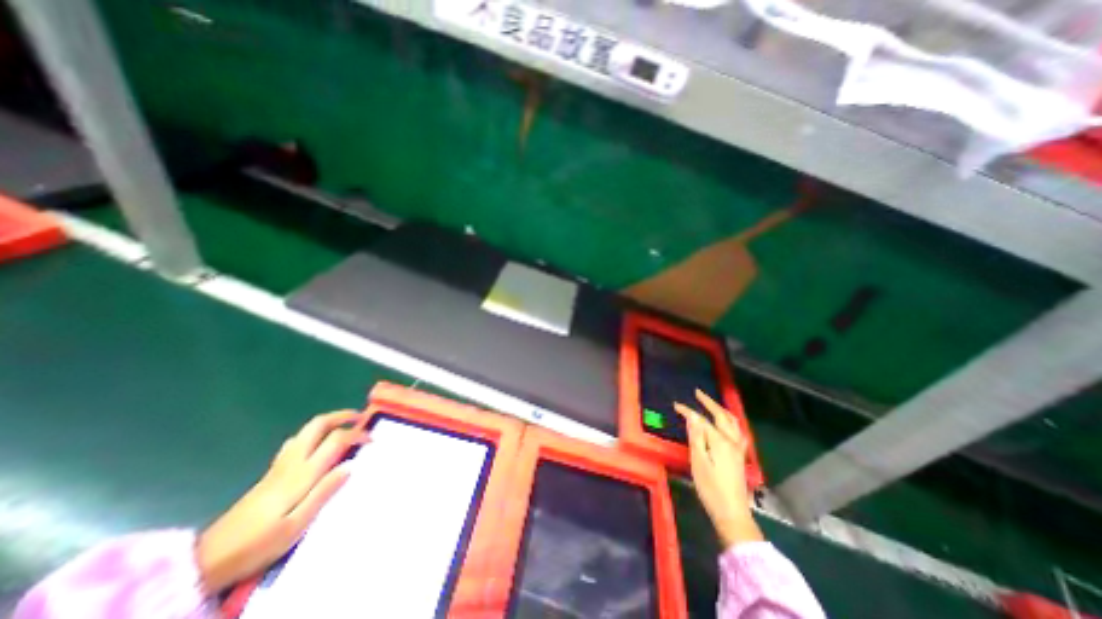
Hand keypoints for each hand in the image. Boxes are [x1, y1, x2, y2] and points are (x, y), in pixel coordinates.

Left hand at [196, 410, 366, 591]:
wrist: (206, 560)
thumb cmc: (258, 544)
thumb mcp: (296, 525)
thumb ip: (324, 492)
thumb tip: (351, 465)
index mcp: (302, 473)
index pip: (335, 440)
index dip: (357, 434)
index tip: (372, 440)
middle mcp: (292, 462)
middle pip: (317, 425)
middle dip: (341, 416)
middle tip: (360, 417)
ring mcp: (279, 466)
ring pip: (305, 431)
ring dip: (328, 422)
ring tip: (344, 426)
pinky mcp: (271, 473)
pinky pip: (296, 442)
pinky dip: (313, 434)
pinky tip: (317, 444)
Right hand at [677, 390, 764, 548]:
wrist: (732, 514)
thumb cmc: (710, 488)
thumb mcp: (698, 462)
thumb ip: (696, 437)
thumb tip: (692, 416)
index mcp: (720, 441)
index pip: (701, 420)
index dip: (688, 411)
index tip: (676, 405)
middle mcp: (732, 441)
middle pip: (722, 416)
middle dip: (709, 403)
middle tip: (698, 393)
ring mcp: (738, 449)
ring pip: (733, 422)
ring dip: (721, 410)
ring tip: (711, 404)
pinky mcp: (740, 456)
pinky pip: (737, 431)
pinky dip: (730, 422)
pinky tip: (727, 424)